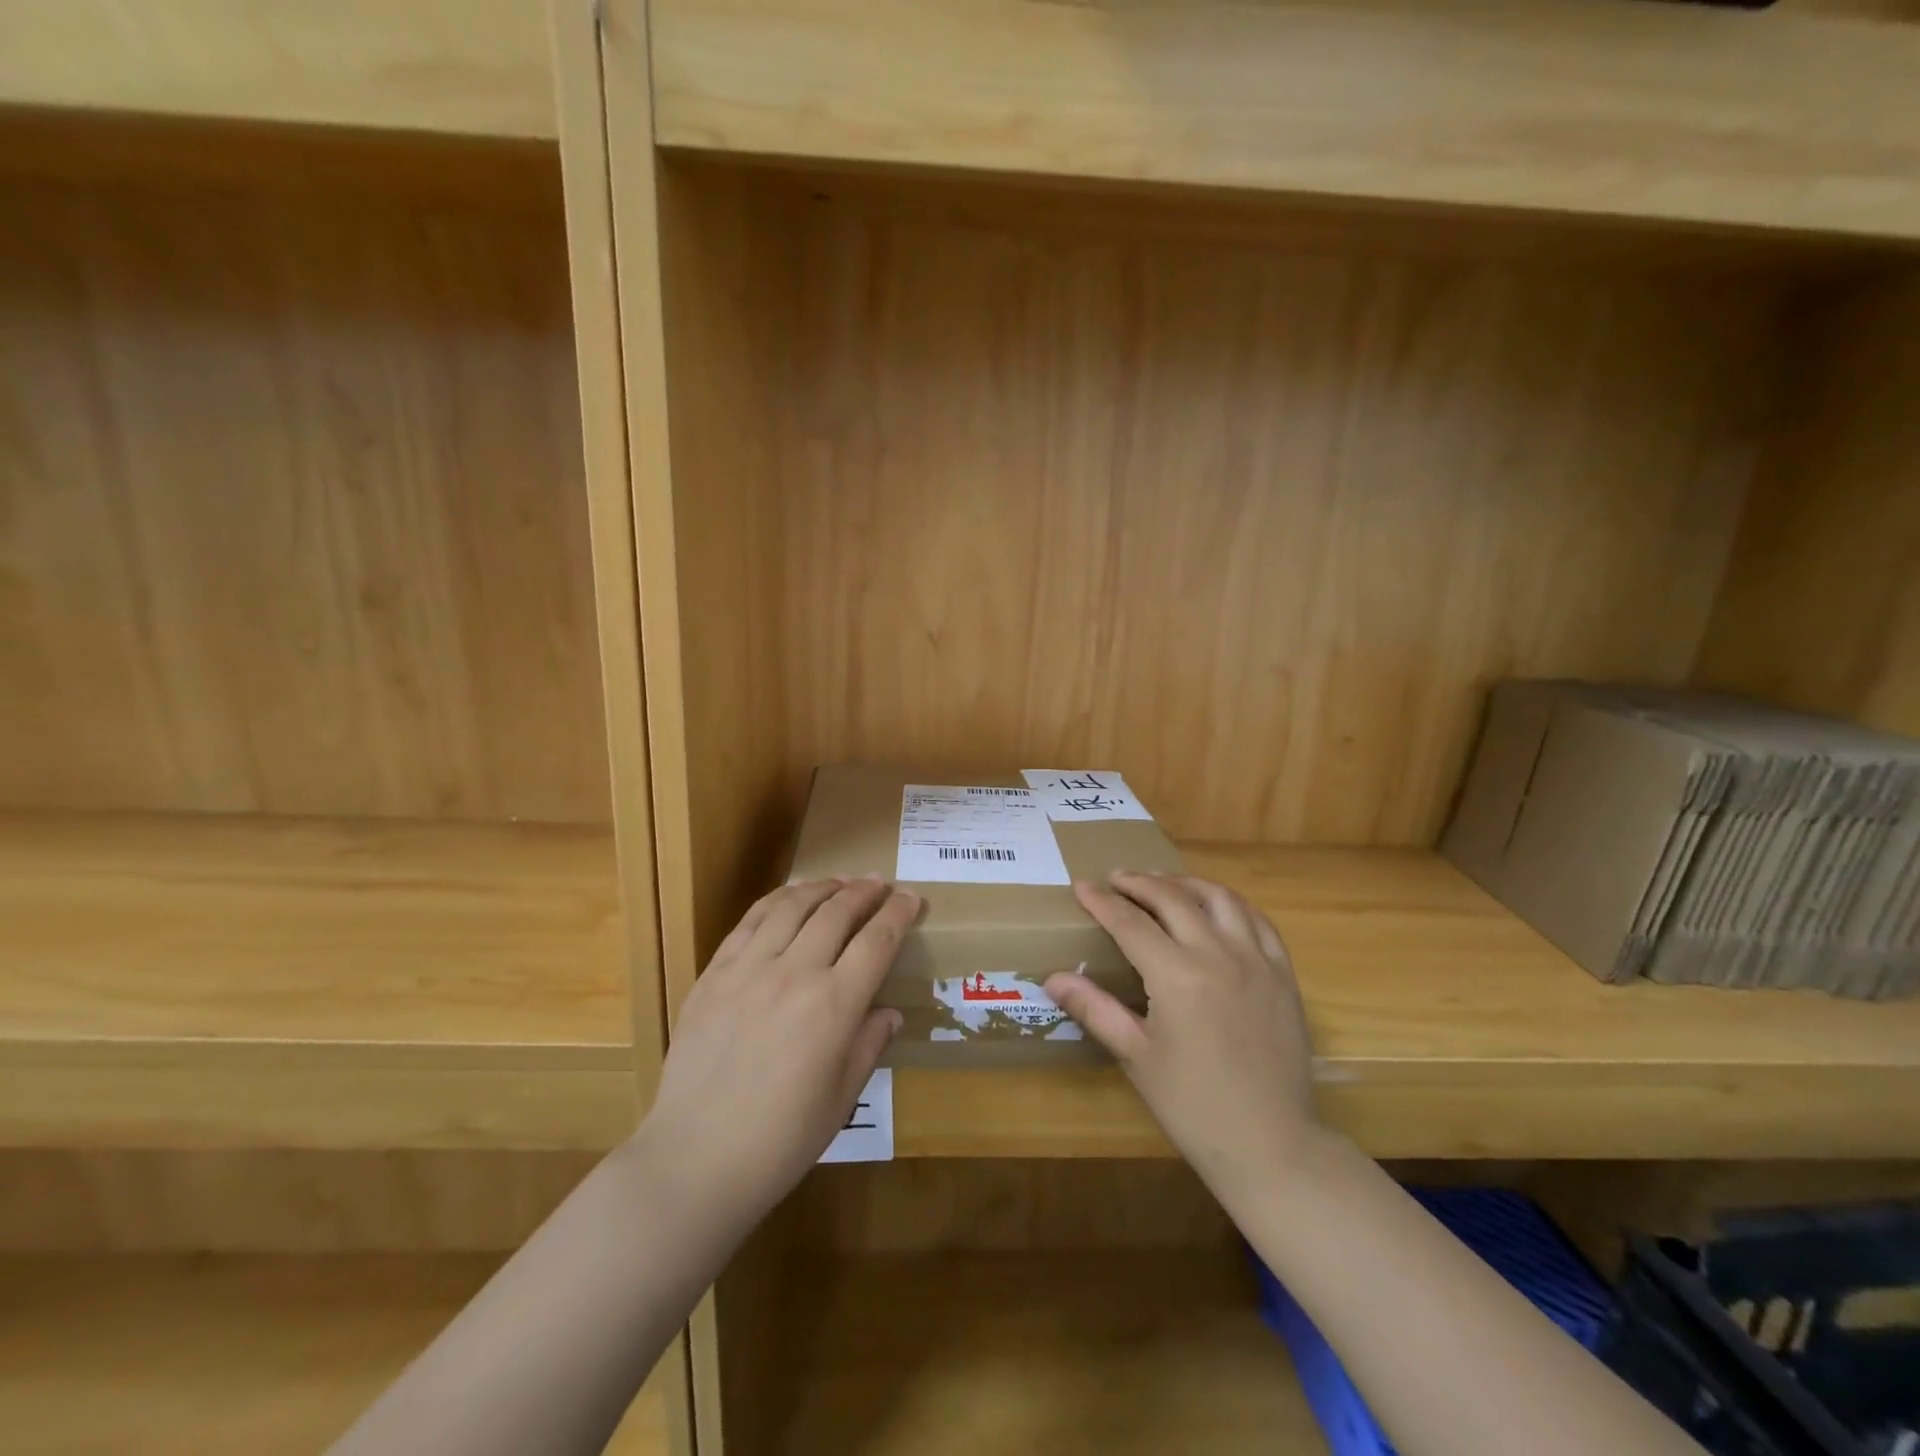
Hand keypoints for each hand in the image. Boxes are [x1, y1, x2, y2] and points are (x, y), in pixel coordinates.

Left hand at [636, 878, 917, 1230]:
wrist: (695, 1160)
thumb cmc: (781, 1140)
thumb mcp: (841, 1098)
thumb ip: (868, 1044)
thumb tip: (888, 1012)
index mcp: (834, 1005)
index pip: (877, 941)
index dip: (899, 914)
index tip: (912, 898)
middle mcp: (794, 972)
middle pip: (837, 912)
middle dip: (865, 892)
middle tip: (880, 884)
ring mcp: (749, 969)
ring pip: (793, 906)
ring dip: (823, 887)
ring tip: (840, 882)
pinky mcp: (714, 974)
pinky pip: (749, 921)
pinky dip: (776, 900)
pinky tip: (789, 897)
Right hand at [1046, 873, 1316, 1203]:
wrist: (1271, 1144)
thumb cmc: (1193, 1105)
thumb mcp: (1136, 1056)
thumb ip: (1095, 1008)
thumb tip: (1053, 978)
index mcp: (1178, 977)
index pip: (1131, 923)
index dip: (1102, 901)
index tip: (1082, 885)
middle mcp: (1219, 955)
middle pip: (1173, 898)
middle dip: (1140, 883)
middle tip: (1116, 879)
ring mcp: (1257, 961)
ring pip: (1219, 898)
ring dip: (1185, 883)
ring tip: (1162, 884)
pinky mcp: (1283, 974)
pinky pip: (1258, 920)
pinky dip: (1230, 904)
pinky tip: (1216, 908)